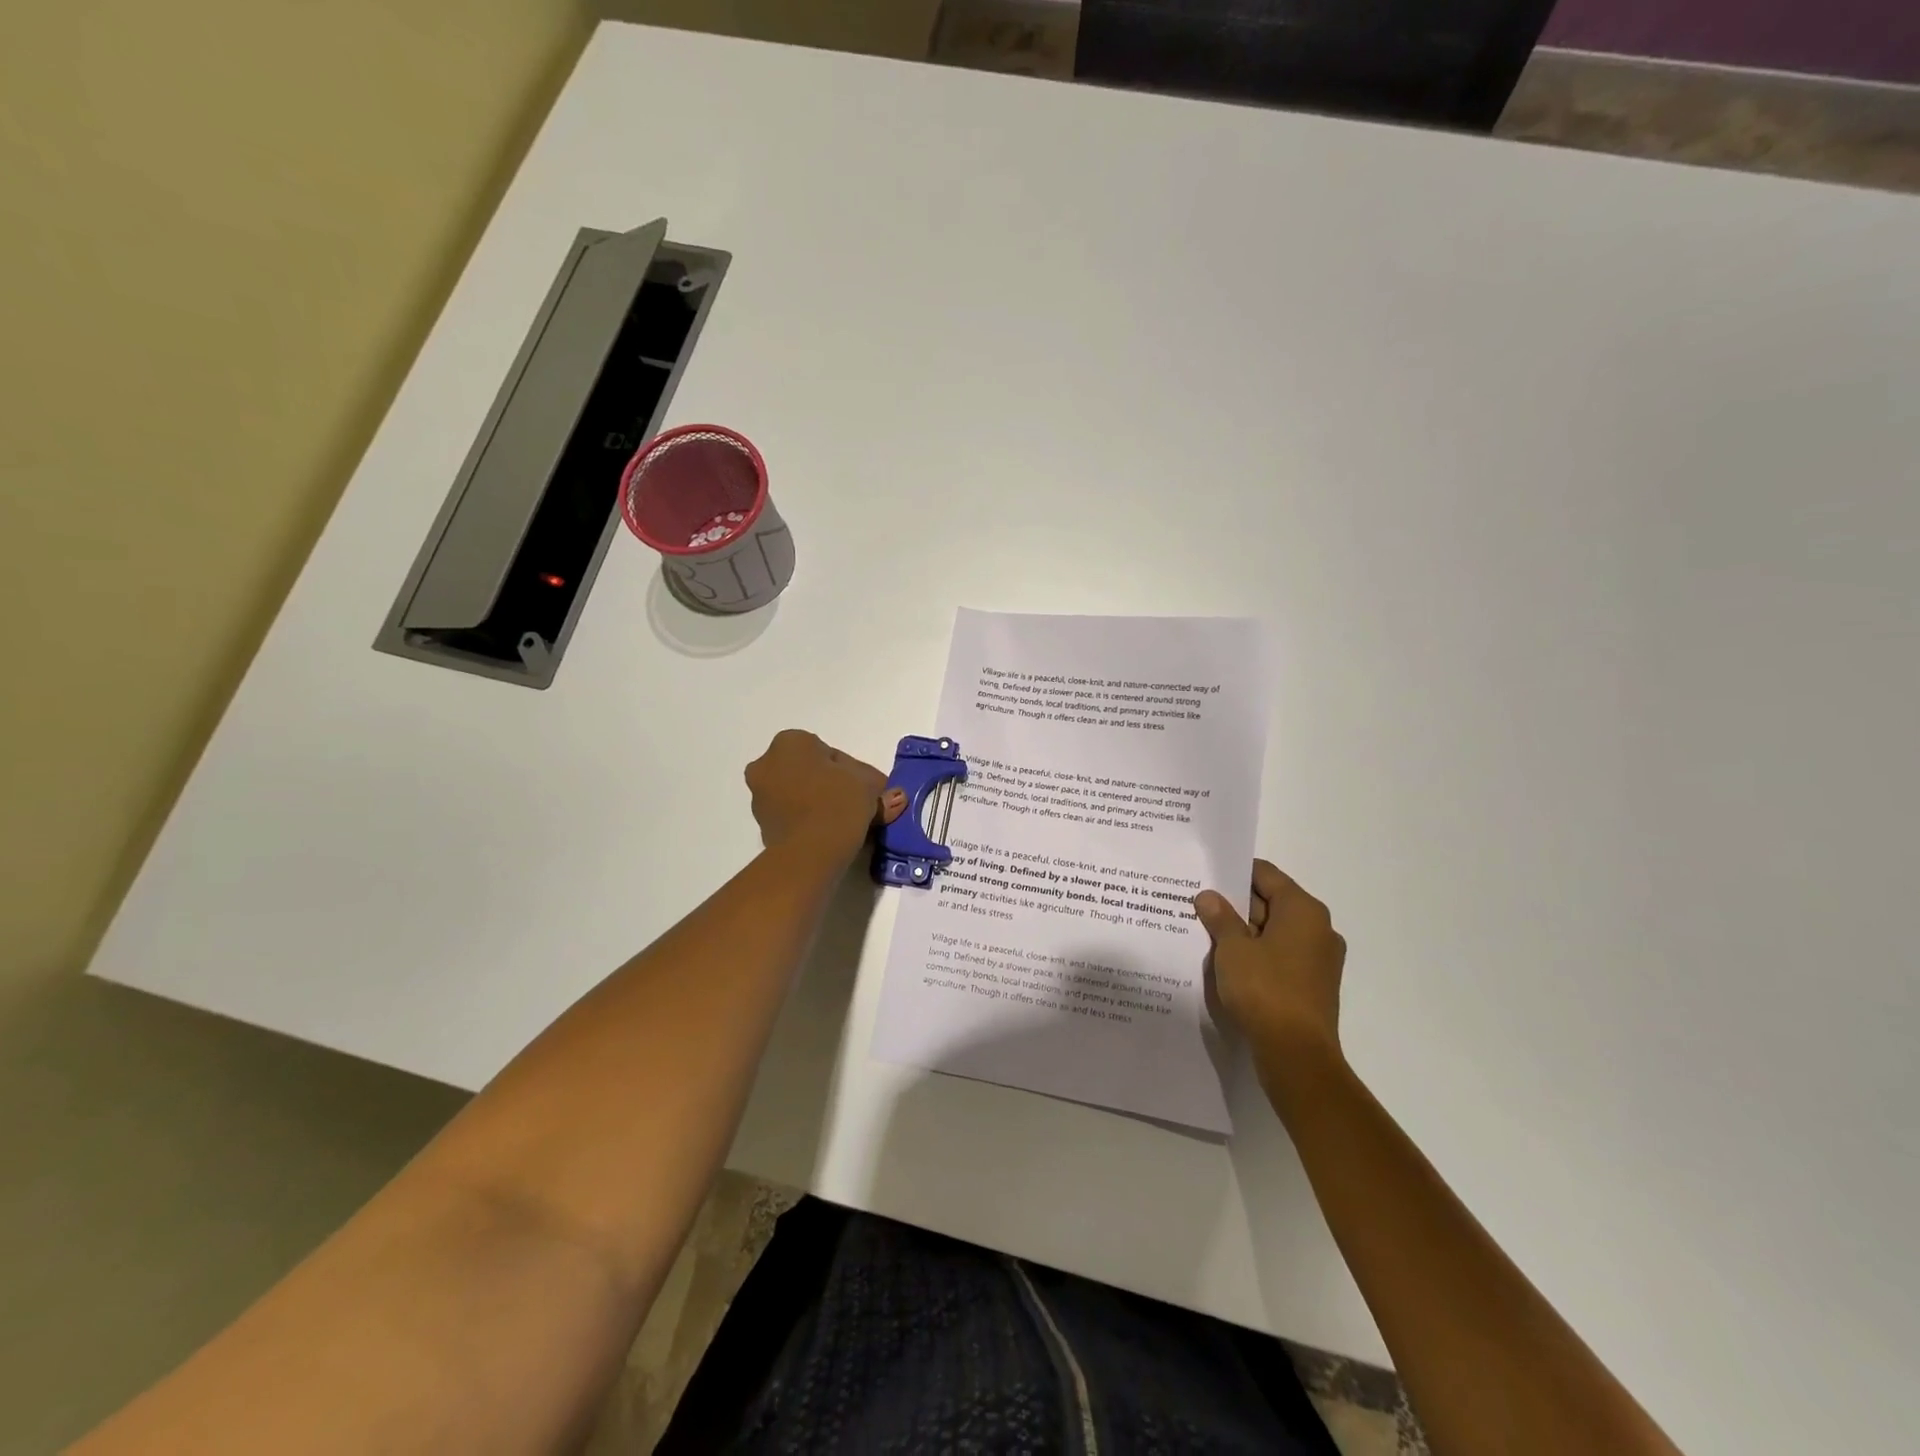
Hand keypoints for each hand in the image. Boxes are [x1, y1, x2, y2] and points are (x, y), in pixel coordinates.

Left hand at [745, 730, 906, 859]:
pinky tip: (829, 834)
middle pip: (810, 772)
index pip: (829, 753)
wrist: (808, 854)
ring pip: (799, 793)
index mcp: (790, 742)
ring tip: (846, 823)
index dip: (853, 772)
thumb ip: (879, 786)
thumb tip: (894, 796)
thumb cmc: (837, 805)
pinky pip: (792, 815)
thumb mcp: (868, 787)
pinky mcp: (761, 825)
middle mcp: (766, 764)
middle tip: (858, 805)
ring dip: (819, 803)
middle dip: (832, 785)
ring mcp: (759, 796)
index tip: (867, 790)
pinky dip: (808, 820)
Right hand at [1194, 861, 1346, 1100]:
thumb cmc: (1265, 989)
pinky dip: (1257, 954)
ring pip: (1275, 931)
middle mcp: (1318, 928)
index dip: (1234, 873)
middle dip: (1236, 904)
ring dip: (1244, 932)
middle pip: (1271, 902)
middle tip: (1199, 904)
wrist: (1296, 1054)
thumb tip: (1209, 897)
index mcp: (1303, 910)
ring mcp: (1319, 959)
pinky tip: (1228, 962)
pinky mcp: (1313, 984)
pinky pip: (1280, 956)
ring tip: (1207, 933)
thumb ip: (1220, 918)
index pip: (1266, 874)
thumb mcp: (1232, 949)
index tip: (1206, 876)